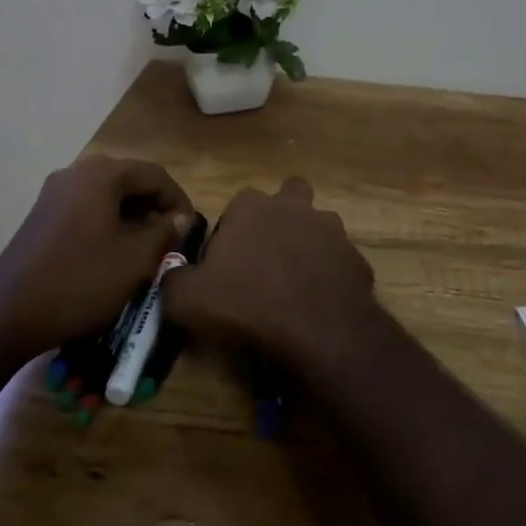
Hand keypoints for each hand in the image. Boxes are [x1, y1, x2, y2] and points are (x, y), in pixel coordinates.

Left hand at [0, 155, 191, 358]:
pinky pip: (86, 208)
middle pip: (129, 181)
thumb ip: (165, 232)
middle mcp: (77, 172)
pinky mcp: (41, 215)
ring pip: (107, 196)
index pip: (155, 175)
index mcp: (102, 173)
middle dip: (154, 208)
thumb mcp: (135, 260)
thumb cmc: (80, 282)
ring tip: (145, 250)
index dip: (178, 200)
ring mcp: (54, 193)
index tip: (190, 230)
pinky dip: (107, 224)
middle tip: (169, 240)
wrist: (6, 316)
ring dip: (131, 217)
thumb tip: (180, 218)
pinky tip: (112, 254)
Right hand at [165, 177, 376, 369]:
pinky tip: (319, 303)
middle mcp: (294, 207)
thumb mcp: (188, 300)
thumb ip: (173, 280)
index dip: (231, 232)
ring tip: (296, 282)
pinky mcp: (355, 257)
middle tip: (268, 257)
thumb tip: (170, 273)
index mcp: (252, 207)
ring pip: (319, 225)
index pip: (237, 206)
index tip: (226, 264)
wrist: (318, 329)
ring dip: (309, 244)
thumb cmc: (248, 304)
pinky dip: (330, 276)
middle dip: (281, 216)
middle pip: (289, 196)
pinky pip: (338, 261)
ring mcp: (331, 229)